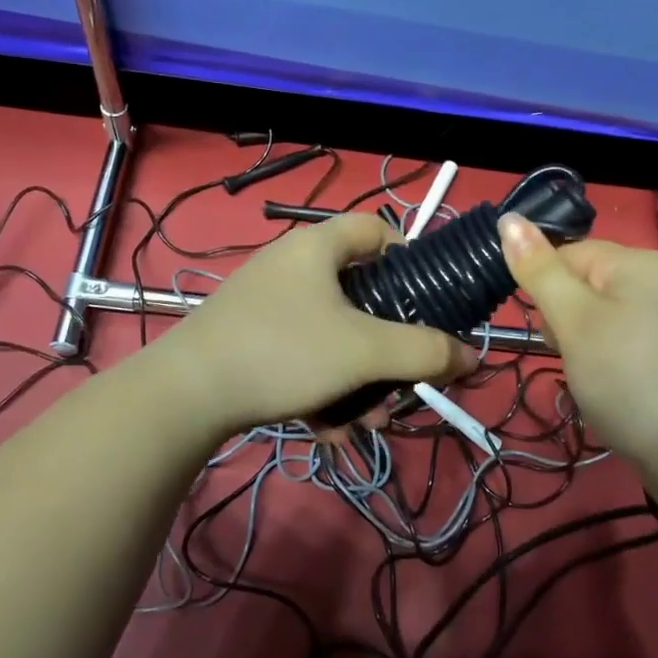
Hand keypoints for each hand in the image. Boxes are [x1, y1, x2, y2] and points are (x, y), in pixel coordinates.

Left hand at [161, 213, 474, 433]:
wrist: (185, 395)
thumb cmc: (284, 351)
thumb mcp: (364, 351)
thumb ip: (425, 352)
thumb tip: (472, 356)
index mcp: (317, 247)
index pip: (376, 229)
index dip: (409, 258)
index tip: (425, 301)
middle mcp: (291, 266)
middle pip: (360, 294)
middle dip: (386, 345)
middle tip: (401, 380)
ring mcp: (266, 304)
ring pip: (332, 335)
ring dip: (358, 379)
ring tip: (366, 422)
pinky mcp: (248, 338)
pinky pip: (301, 356)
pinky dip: (321, 388)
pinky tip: (328, 429)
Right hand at [499, 214, 657, 489]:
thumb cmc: (629, 378)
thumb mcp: (574, 320)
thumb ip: (538, 270)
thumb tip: (507, 217)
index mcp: (640, 262)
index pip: (569, 254)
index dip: (546, 290)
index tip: (547, 331)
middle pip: (587, 285)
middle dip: (565, 321)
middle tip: (572, 357)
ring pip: (603, 318)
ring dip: (584, 345)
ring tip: (592, 379)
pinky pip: (626, 343)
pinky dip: (610, 363)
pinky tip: (613, 390)